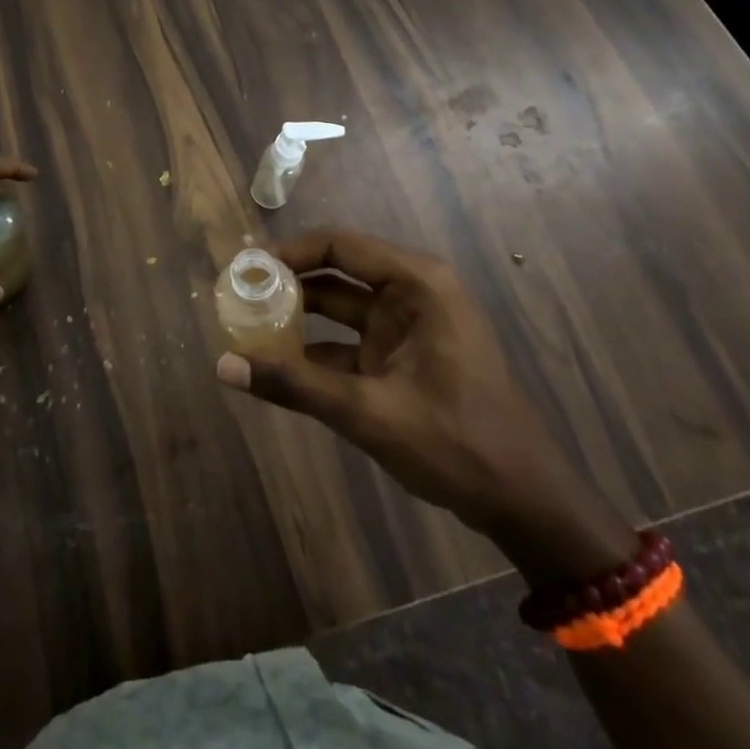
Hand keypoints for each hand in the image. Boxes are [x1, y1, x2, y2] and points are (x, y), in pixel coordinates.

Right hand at [215, 228, 633, 581]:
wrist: (526, 503)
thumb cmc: (457, 444)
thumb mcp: (369, 413)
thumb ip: (294, 386)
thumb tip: (223, 366)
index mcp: (417, 284)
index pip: (339, 245)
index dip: (289, 250)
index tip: (245, 266)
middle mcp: (412, 292)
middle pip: (336, 270)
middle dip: (288, 280)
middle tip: (239, 291)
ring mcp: (407, 326)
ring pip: (339, 306)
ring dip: (297, 315)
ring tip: (246, 321)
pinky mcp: (401, 357)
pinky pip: (348, 341)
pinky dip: (314, 350)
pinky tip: (275, 365)